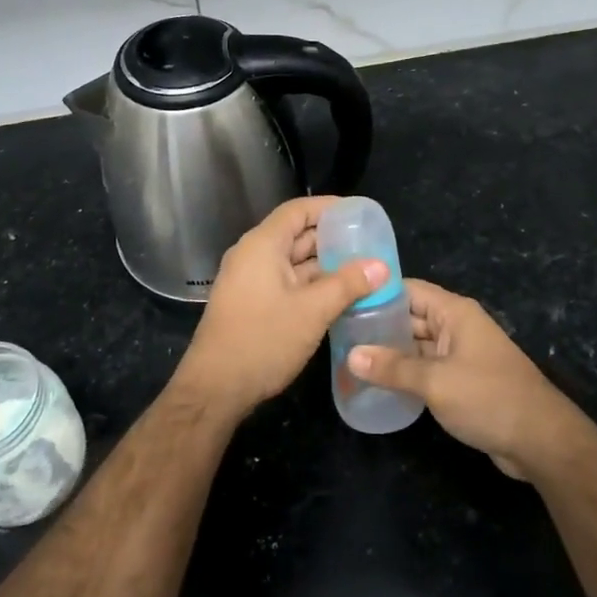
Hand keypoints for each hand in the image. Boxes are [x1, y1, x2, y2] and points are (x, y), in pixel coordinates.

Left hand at [173, 196, 386, 421]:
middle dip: (332, 239)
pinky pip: (286, 282)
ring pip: (293, 262)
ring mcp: (250, 281)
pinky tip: (339, 296)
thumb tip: (381, 265)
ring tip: (362, 270)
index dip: (329, 207)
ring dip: (324, 265)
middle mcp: (253, 255)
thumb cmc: (263, 340)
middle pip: (296, 235)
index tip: (359, 214)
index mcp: (263, 245)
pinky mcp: (251, 303)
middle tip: (370, 245)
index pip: (298, 210)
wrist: (215, 388)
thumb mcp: (313, 311)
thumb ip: (348, 284)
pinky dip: (311, 284)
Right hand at [348, 279, 583, 479]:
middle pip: (411, 317)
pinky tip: (380, 384)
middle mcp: (457, 326)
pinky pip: (427, 367)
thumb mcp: (435, 381)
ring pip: (417, 344)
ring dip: (390, 352)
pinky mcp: (463, 380)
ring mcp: (461, 354)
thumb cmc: (488, 398)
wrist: (541, 440)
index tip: (343, 301)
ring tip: (350, 360)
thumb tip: (351, 355)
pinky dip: (406, 372)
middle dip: (378, 325)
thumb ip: (392, 367)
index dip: (376, 293)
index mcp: (454, 312)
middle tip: (339, 335)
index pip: (408, 290)